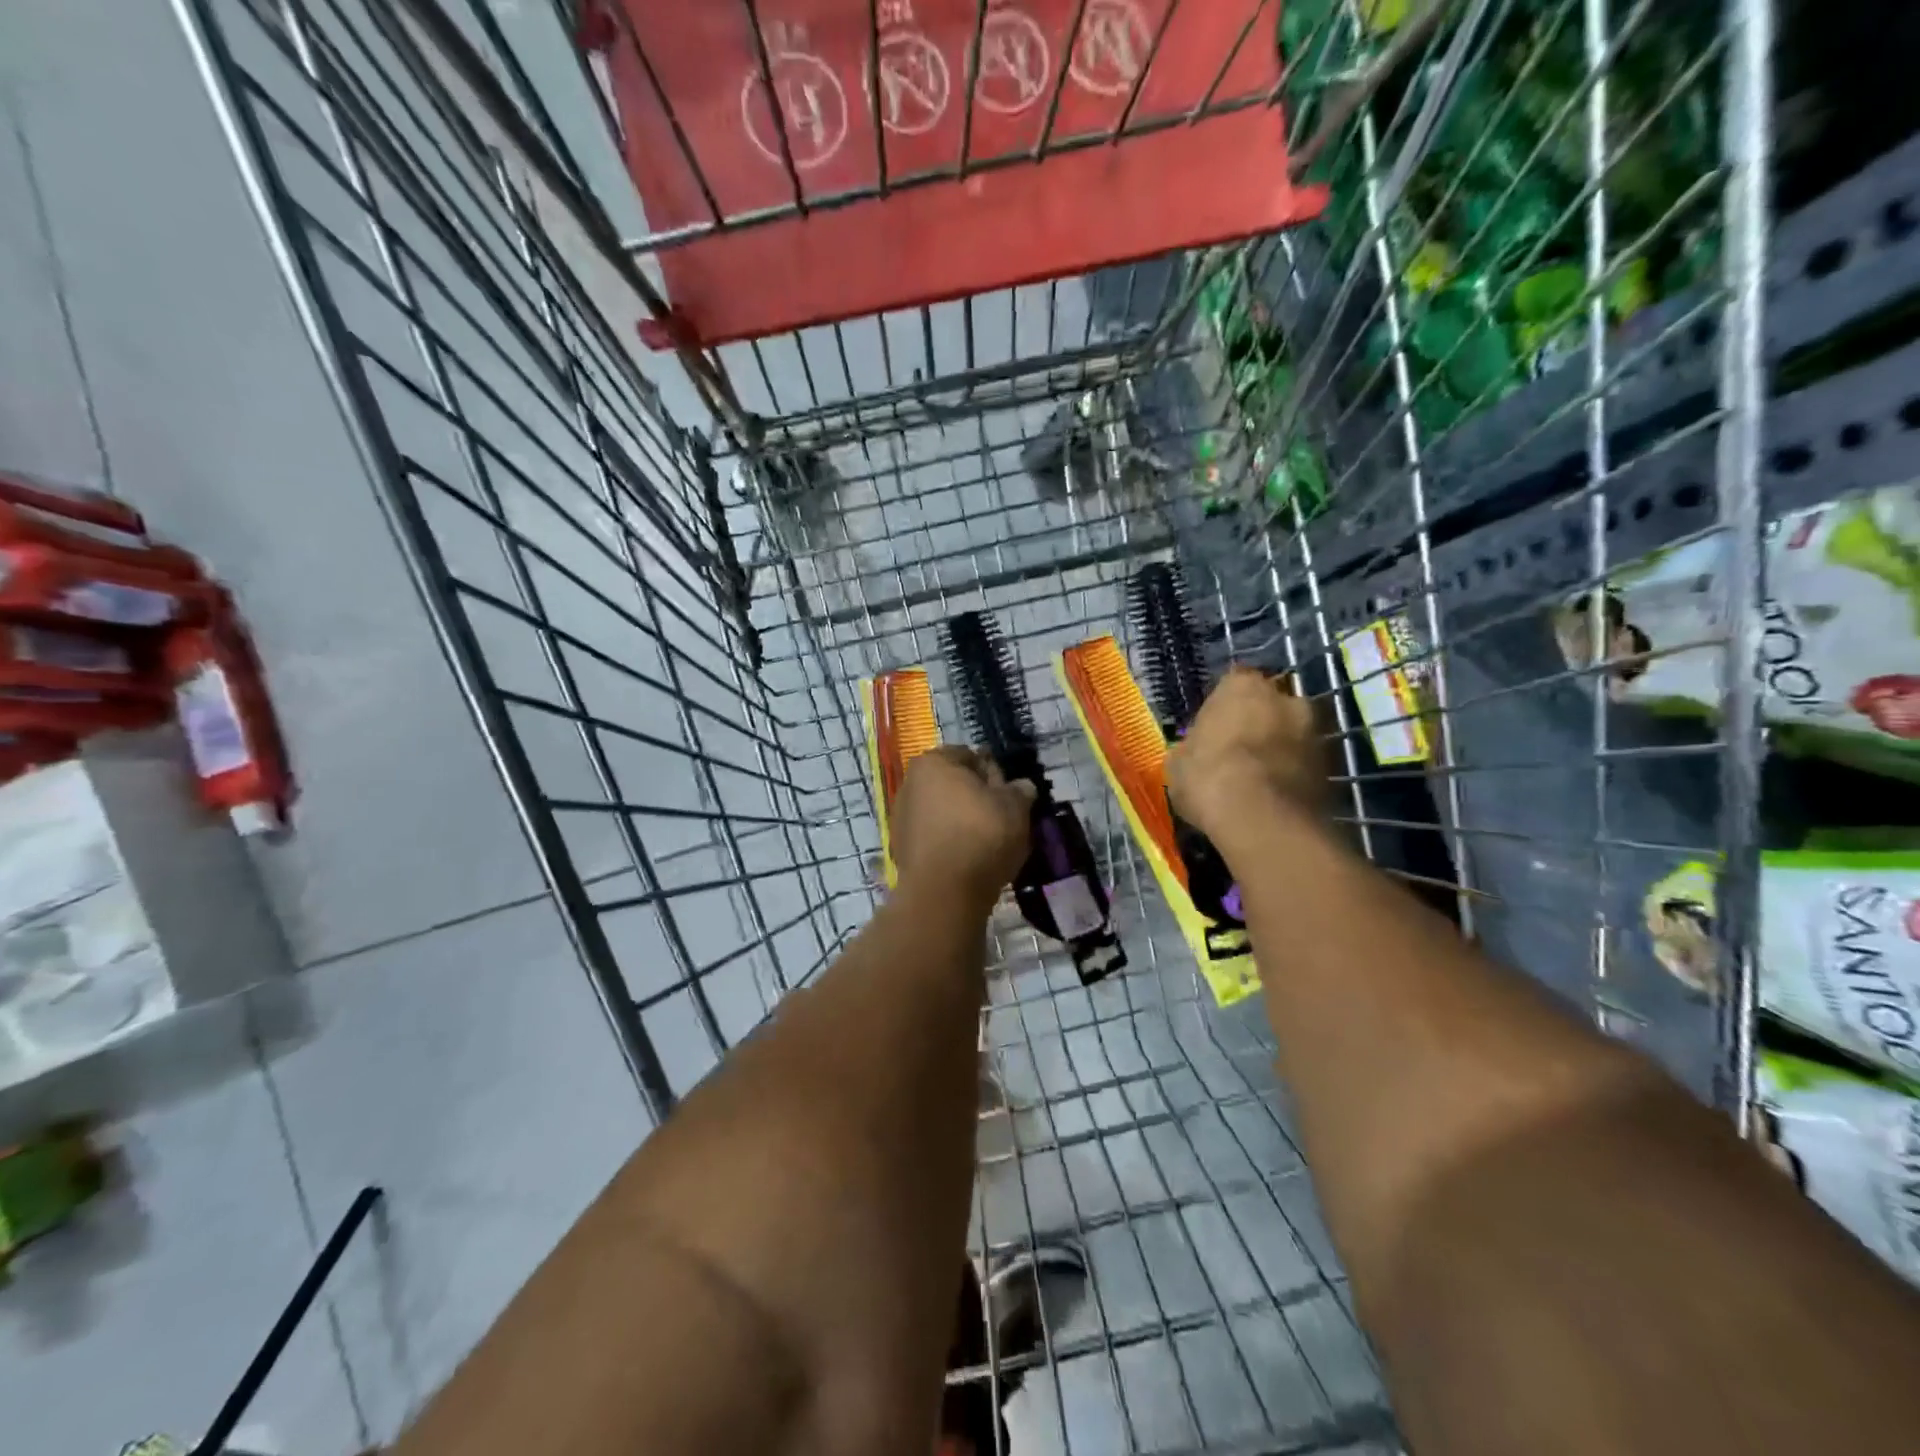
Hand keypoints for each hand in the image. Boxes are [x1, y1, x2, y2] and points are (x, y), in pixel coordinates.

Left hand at [891, 747, 1035, 909]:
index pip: (970, 756)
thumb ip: (1020, 790)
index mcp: (933, 762)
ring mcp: (901, 818)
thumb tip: (1021, 786)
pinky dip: (950, 843)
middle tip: (1002, 818)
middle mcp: (910, 784)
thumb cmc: (981, 835)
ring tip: (988, 843)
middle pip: (953, 784)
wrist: (944, 891)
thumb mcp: (1015, 807)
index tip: (1009, 794)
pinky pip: (934, 837)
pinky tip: (969, 859)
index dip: (993, 773)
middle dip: (976, 797)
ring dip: (962, 821)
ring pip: (943, 812)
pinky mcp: (901, 848)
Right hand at [1166, 668, 1325, 839]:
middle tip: (1239, 753)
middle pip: (1270, 706)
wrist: (1262, 819)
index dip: (1223, 707)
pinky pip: (1305, 766)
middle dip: (1259, 724)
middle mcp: (1286, 698)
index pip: (1233, 684)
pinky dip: (1293, 776)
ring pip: (1292, 736)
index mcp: (1243, 687)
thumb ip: (1192, 747)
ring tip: (1259, 781)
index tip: (1214, 729)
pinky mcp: (1333, 768)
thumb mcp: (1179, 762)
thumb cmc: (1209, 776)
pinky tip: (1274, 799)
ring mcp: (1315, 732)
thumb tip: (1195, 752)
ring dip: (1279, 751)